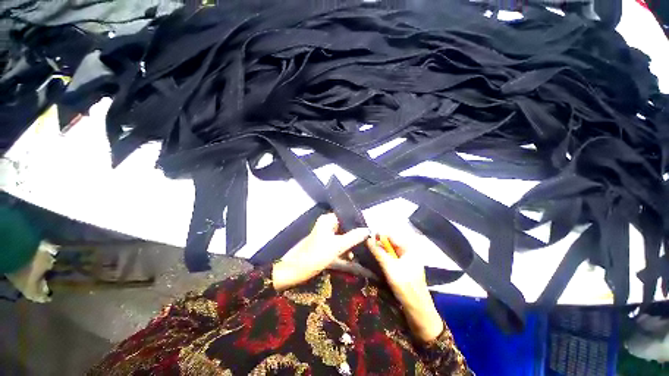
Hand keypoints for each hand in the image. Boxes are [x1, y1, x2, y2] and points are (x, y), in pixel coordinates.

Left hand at [272, 213, 368, 290]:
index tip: (369, 230)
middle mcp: (327, 225)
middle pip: (345, 226)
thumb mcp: (337, 246)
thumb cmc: (316, 255)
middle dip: (355, 235)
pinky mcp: (324, 245)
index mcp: (328, 220)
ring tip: (363, 251)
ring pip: (342, 236)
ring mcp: (325, 235)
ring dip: (351, 244)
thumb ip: (354, 237)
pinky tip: (353, 257)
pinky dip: (345, 249)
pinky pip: (338, 244)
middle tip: (368, 241)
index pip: (346, 216)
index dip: (358, 222)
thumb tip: (368, 230)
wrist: (295, 270)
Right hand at [367, 235, 443, 342]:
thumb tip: (368, 239)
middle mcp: (408, 252)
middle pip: (391, 243)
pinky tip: (376, 260)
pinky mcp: (403, 269)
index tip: (367, 238)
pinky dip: (384, 258)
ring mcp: (406, 261)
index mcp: (409, 248)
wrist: (417, 310)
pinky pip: (391, 259)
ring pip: (390, 251)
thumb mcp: (389, 267)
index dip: (379, 235)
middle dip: (379, 243)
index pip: (391, 236)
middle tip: (366, 246)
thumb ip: (378, 252)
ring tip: (369, 252)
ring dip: (380, 251)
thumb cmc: (405, 286)